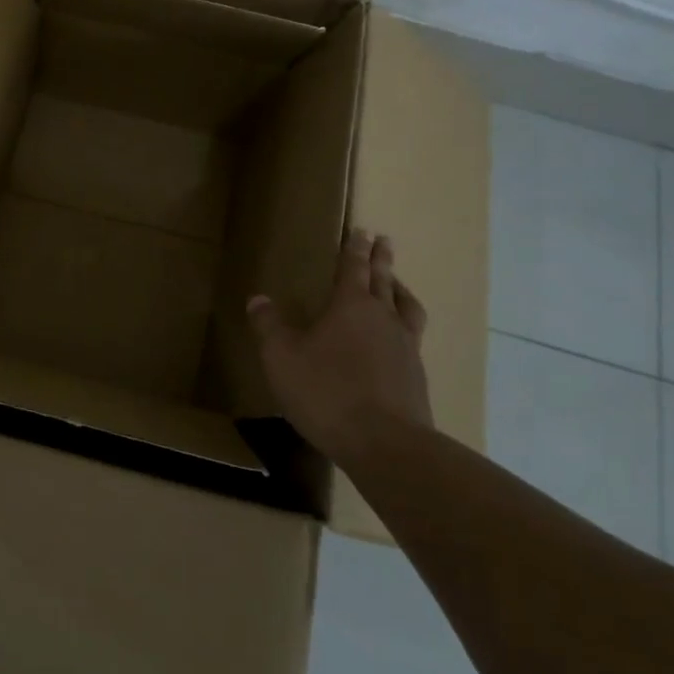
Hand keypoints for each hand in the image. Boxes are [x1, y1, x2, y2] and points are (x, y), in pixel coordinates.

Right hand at [248, 229, 432, 468]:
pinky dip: (405, 326)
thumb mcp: (282, 358)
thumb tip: (258, 299)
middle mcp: (383, 318)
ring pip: (406, 307)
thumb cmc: (327, 392)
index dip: (354, 248)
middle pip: (384, 280)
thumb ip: (269, 326)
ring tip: (397, 285)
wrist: (385, 444)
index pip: (353, 267)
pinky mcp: (416, 376)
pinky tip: (398, 339)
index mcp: (351, 306)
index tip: (361, 230)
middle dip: (381, 259)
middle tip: (383, 240)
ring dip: (400, 290)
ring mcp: (405, 347)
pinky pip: (412, 337)